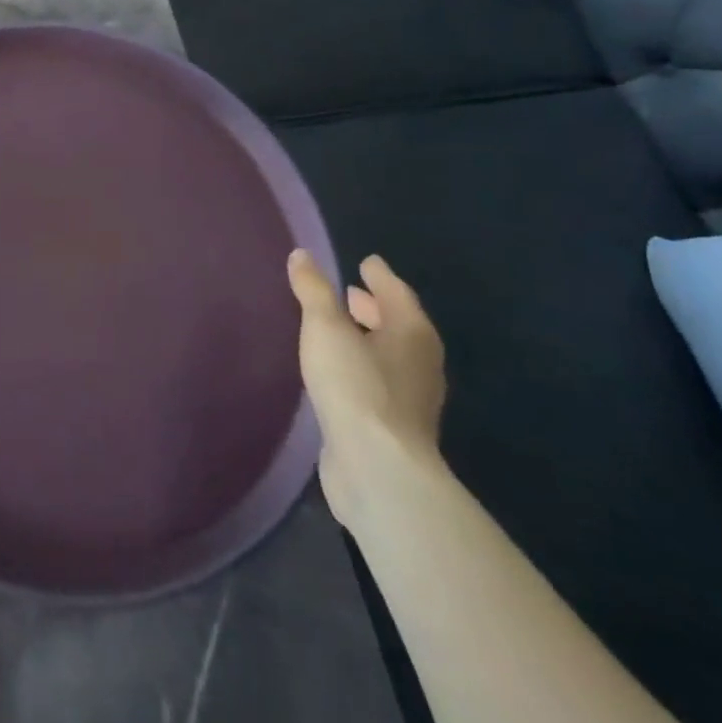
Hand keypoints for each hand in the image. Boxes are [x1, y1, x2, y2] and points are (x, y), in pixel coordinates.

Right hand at [287, 250, 446, 528]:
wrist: (377, 467)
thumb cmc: (356, 386)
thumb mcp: (326, 328)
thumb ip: (313, 290)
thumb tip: (301, 255)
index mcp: (412, 333)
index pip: (397, 293)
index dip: (380, 276)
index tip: (366, 262)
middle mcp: (420, 362)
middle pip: (398, 324)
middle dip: (374, 307)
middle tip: (348, 292)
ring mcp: (411, 398)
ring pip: (389, 355)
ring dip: (367, 337)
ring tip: (338, 328)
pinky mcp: (393, 425)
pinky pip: (378, 381)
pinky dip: (361, 365)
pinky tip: (338, 369)